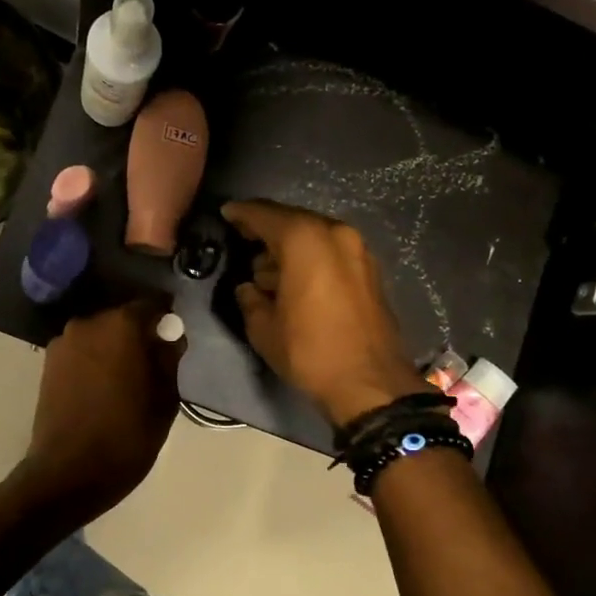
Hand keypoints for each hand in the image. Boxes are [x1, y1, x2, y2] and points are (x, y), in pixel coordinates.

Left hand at [14, 298, 183, 525]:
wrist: (69, 472)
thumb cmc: (127, 435)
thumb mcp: (164, 399)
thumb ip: (168, 359)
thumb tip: (169, 338)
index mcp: (121, 325)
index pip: (151, 304)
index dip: (166, 318)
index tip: (174, 336)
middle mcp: (88, 323)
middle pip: (122, 318)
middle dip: (138, 333)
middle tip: (153, 361)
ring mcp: (63, 343)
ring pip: (99, 335)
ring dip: (114, 347)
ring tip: (127, 378)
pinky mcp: (48, 364)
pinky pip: (81, 351)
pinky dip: (94, 360)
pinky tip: (103, 387)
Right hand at [221, 200, 428, 426]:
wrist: (370, 382)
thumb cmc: (310, 351)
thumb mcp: (264, 328)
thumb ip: (250, 298)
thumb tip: (249, 288)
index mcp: (304, 240)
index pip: (264, 215)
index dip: (241, 214)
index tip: (225, 214)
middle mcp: (334, 234)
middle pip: (292, 221)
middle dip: (267, 230)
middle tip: (243, 241)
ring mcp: (357, 250)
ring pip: (314, 237)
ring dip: (289, 248)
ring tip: (267, 271)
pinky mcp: (369, 270)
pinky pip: (330, 252)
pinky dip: (311, 259)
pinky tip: (295, 280)